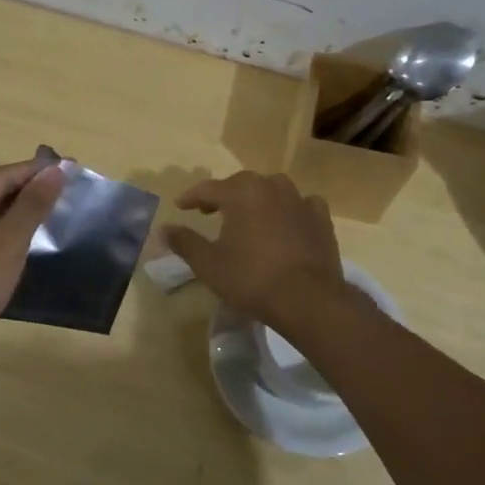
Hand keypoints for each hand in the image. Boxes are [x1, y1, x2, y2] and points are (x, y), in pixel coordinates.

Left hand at [0, 157, 66, 381]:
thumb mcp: (5, 244)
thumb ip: (32, 206)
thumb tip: (56, 170)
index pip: (2, 176)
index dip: (38, 171)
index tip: (74, 168)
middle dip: (31, 193)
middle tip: (71, 193)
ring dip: (21, 218)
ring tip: (58, 217)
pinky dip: (7, 242)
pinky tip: (29, 249)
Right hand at [164, 171, 349, 328]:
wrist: (308, 299)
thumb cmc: (251, 278)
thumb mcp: (208, 264)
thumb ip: (185, 242)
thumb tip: (164, 229)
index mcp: (242, 192)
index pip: (208, 188)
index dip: (191, 197)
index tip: (180, 206)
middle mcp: (271, 186)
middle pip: (241, 184)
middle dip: (223, 195)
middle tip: (210, 211)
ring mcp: (300, 200)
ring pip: (272, 190)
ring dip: (257, 199)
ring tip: (247, 216)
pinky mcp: (321, 218)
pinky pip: (300, 205)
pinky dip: (289, 210)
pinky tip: (286, 222)